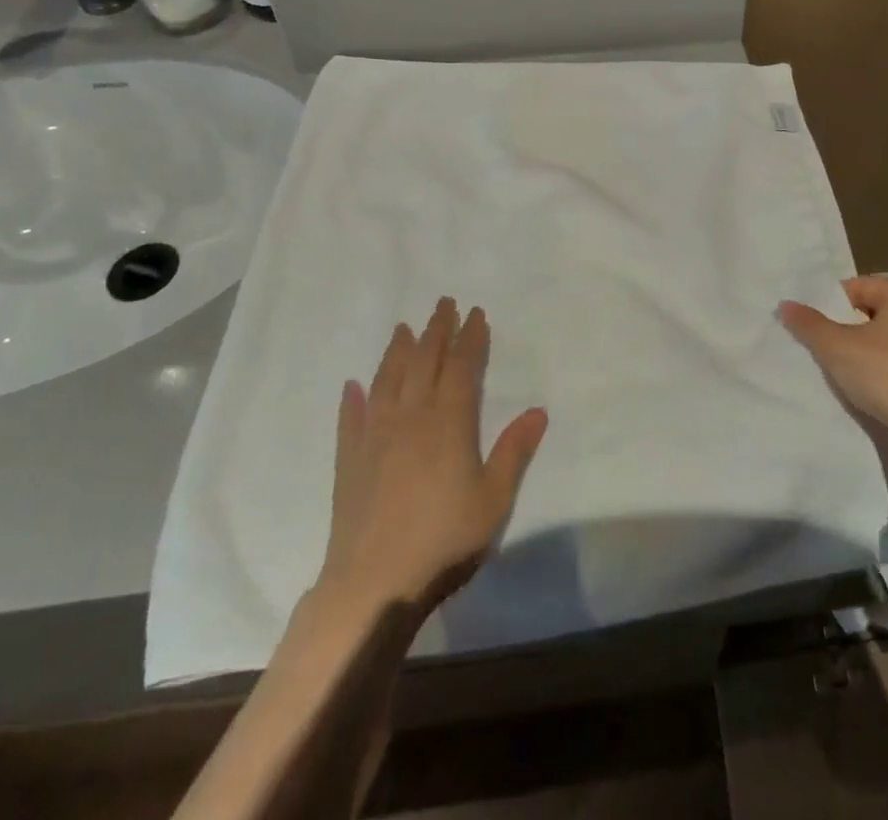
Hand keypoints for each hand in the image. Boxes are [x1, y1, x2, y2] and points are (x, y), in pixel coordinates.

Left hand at [317, 298, 546, 612]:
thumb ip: (513, 452)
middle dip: (436, 330)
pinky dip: (353, 399)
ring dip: (397, 351)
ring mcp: (375, 436)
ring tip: (404, 328)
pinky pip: (350, 419)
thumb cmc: (444, 541)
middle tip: (443, 304)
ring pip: (387, 380)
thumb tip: (538, 410)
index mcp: (448, 423)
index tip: (475, 313)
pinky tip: (353, 385)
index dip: (470, 338)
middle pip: (424, 362)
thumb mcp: (493, 499)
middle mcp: (410, 417)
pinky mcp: (349, 461)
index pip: (461, 367)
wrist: (374, 584)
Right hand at [779, 277, 887, 455]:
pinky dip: (884, 363)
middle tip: (826, 343)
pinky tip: (871, 381)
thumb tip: (786, 304)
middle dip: (848, 324)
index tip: (815, 325)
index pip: (857, 286)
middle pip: (873, 309)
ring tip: (844, 364)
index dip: (831, 303)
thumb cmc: (883, 373)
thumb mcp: (835, 346)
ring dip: (865, 345)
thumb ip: (808, 323)